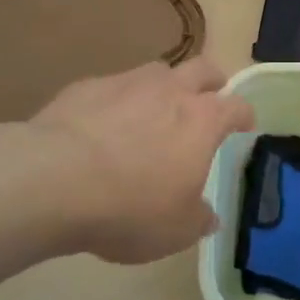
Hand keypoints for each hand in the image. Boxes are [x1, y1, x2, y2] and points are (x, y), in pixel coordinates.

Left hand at [25, 57, 255, 263]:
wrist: (54, 180)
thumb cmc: (130, 207)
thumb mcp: (175, 230)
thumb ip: (198, 219)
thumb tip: (209, 216)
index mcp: (202, 121)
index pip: (237, 106)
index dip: (244, 115)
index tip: (245, 124)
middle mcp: (170, 90)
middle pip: (202, 69)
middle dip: (211, 81)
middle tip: (208, 96)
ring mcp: (127, 82)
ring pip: (157, 71)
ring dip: (163, 86)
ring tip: (152, 110)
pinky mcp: (87, 86)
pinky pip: (112, 86)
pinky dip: (116, 101)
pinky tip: (101, 125)